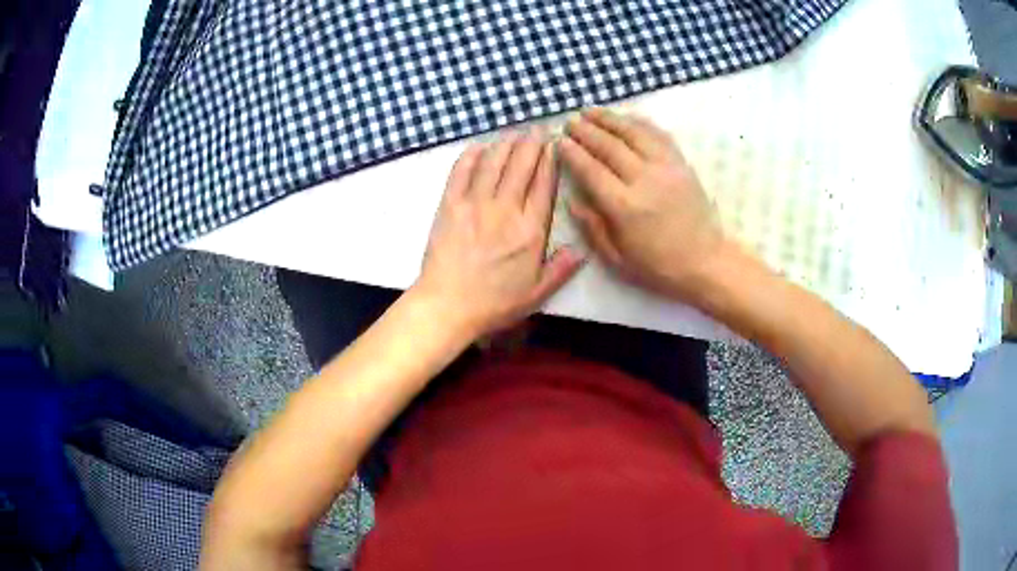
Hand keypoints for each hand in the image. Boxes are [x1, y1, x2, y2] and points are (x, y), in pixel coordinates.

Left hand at [413, 131, 583, 338]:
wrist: (447, 306)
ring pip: (493, 162)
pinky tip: (479, 147)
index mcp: (530, 230)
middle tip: (536, 130)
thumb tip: (582, 249)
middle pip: (521, 165)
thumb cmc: (494, 303)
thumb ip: (561, 269)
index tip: (554, 145)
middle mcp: (505, 209)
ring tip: (513, 134)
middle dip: (531, 143)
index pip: (544, 184)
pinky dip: (471, 155)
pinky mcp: (450, 205)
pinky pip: (461, 171)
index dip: (550, 160)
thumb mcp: (537, 294)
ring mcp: (475, 204)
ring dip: (505, 143)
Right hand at [560, 109, 724, 303]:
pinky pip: (658, 135)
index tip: (560, 141)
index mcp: (624, 207)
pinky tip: (626, 118)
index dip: (573, 153)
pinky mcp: (681, 164)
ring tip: (591, 111)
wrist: (706, 262)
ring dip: (610, 119)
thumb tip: (572, 200)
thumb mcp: (617, 259)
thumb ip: (593, 227)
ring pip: (633, 133)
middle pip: (609, 146)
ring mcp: (666, 168)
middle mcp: (644, 180)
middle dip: (586, 131)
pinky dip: (640, 123)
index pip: (591, 170)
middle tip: (570, 121)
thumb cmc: (658, 266)